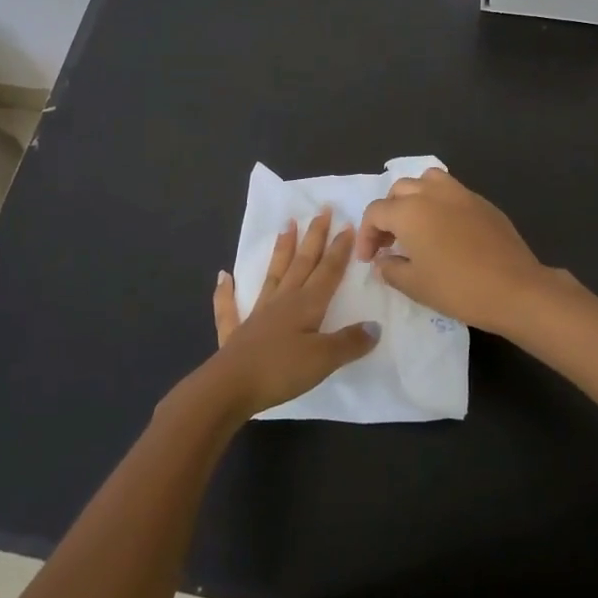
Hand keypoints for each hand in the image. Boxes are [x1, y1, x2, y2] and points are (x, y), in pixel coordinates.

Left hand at [198, 211, 377, 420]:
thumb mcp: (324, 359)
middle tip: (322, 210)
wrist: (230, 387)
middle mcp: (283, 301)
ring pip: (273, 274)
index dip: (339, 249)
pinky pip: (230, 307)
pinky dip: (226, 291)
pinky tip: (223, 276)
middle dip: (314, 237)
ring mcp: (257, 314)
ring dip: (281, 249)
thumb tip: (375, 326)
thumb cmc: (281, 370)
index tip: (348, 224)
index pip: (328, 270)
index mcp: (306, 304)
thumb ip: (350, 341)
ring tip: (286, 224)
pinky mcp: (236, 332)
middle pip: (302, 263)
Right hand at [355, 169, 567, 336]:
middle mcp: (432, 193)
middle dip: (388, 214)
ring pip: (426, 181)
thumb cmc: (458, 288)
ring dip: (414, 199)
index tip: (368, 259)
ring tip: (415, 225)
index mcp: (409, 211)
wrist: (515, 288)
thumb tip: (383, 260)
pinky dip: (439, 203)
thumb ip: (390, 269)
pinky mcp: (482, 202)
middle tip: (388, 243)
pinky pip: (452, 192)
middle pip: (399, 191)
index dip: (366, 235)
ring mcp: (460, 193)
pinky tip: (445, 231)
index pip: (376, 212)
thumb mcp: (414, 285)